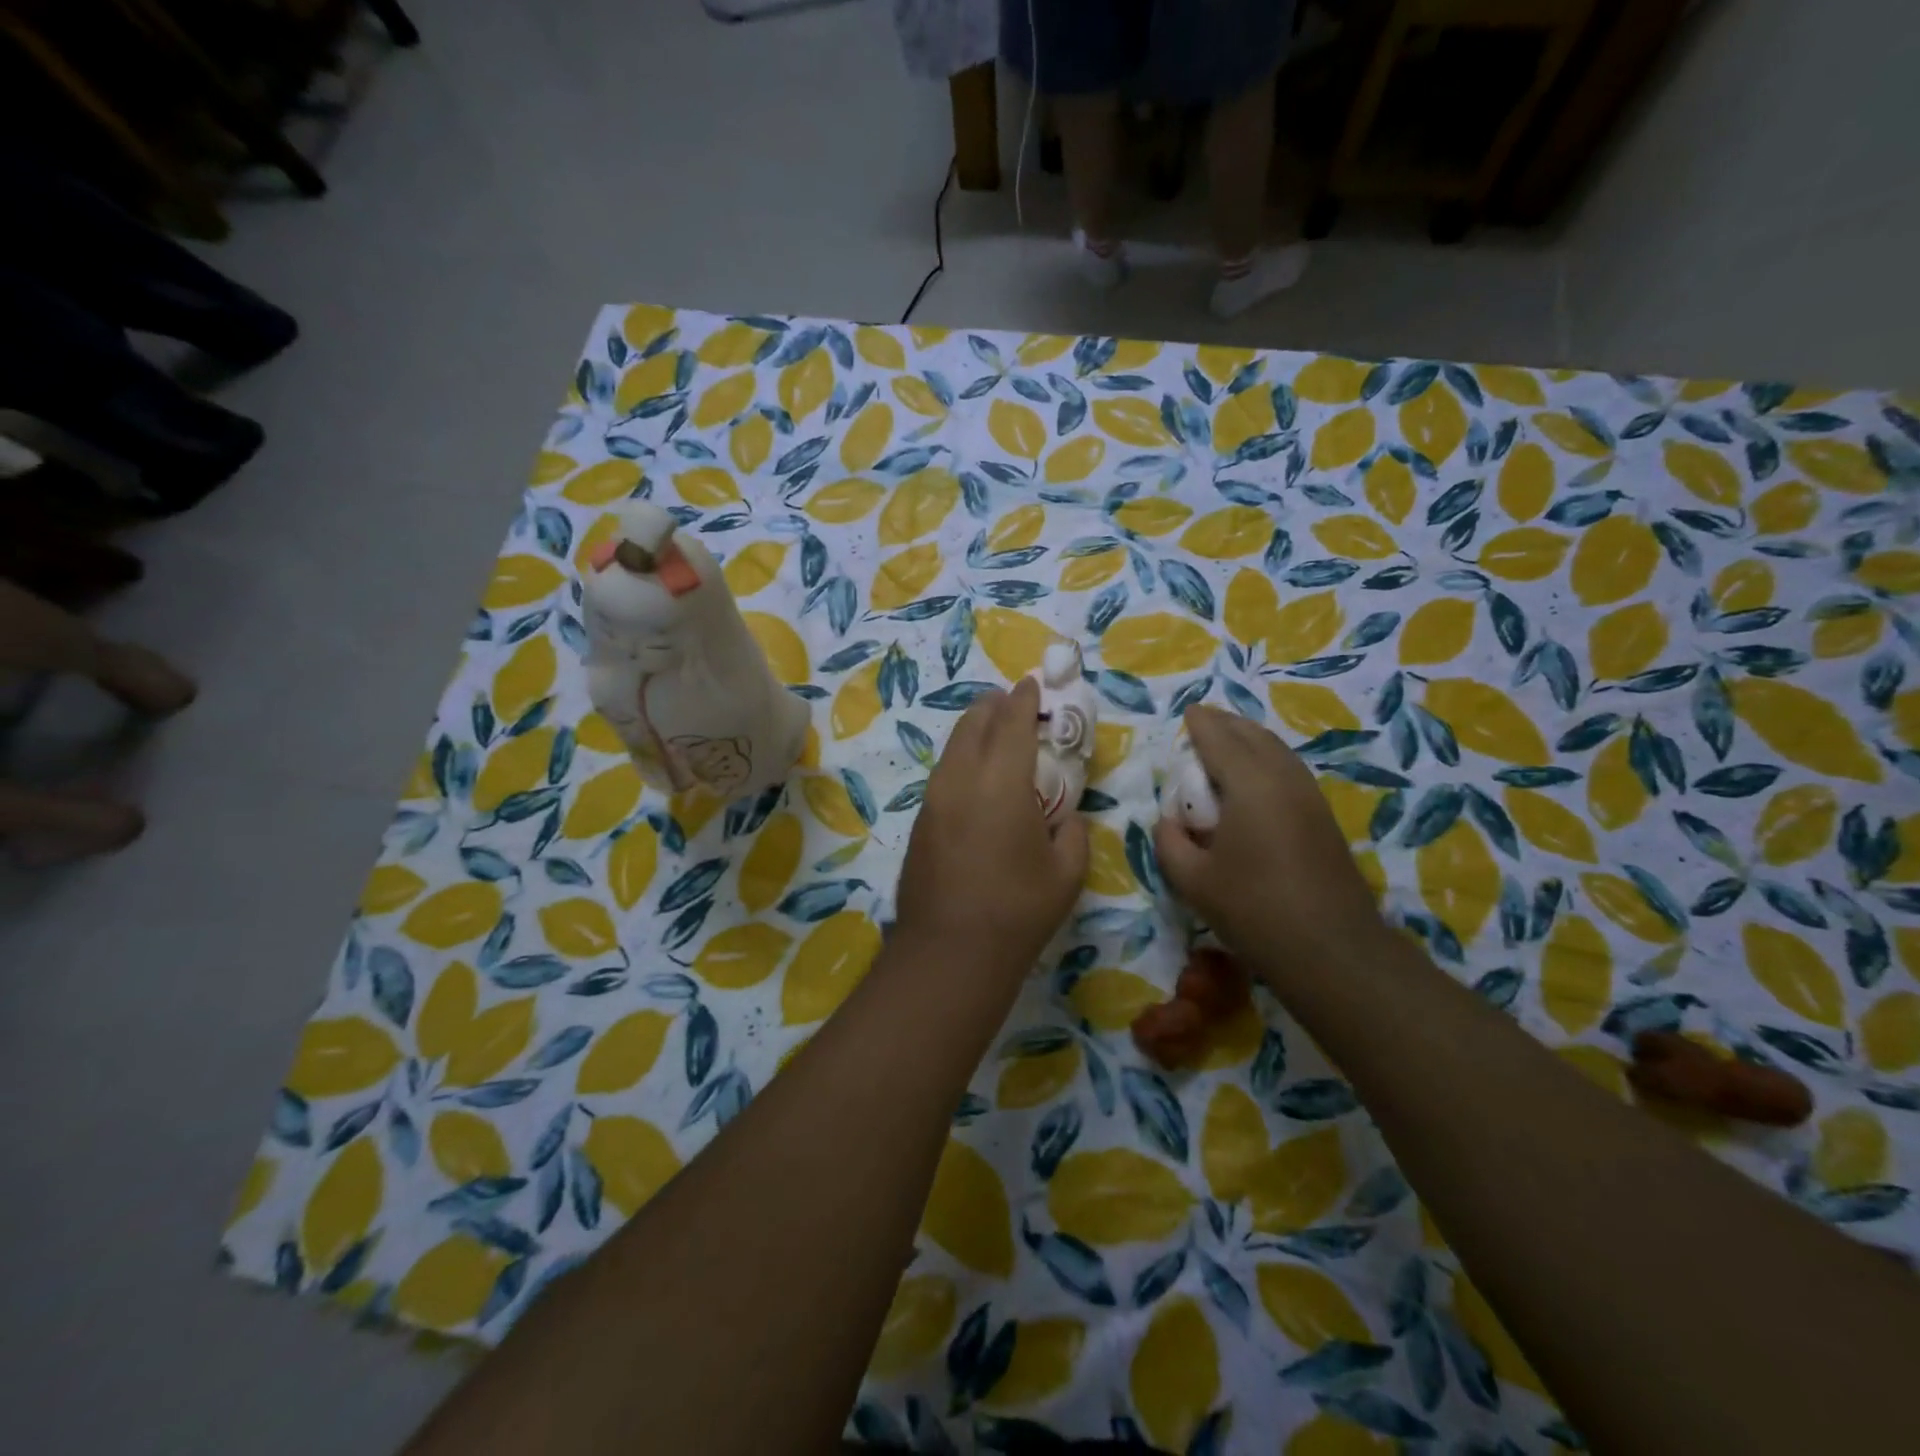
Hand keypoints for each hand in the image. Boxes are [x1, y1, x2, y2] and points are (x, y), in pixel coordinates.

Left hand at [894, 678, 1088, 985]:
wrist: (948, 952)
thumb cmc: (1017, 911)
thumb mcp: (1066, 873)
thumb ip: (1073, 834)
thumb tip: (1067, 819)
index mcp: (1001, 782)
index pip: (1012, 722)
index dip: (1024, 698)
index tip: (1033, 683)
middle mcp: (961, 779)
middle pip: (974, 723)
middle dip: (994, 705)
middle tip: (1013, 702)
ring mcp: (934, 799)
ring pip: (953, 746)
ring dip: (974, 730)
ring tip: (993, 731)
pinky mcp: (920, 820)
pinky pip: (944, 772)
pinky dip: (962, 759)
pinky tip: (975, 776)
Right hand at [1153, 706, 1386, 985]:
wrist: (1332, 949)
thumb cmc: (1254, 911)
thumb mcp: (1192, 880)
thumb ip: (1169, 842)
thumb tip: (1168, 821)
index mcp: (1250, 785)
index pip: (1219, 740)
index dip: (1201, 724)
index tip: (1187, 712)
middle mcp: (1283, 779)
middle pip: (1253, 736)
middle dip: (1226, 723)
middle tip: (1203, 720)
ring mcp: (1309, 796)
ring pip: (1277, 750)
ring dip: (1250, 738)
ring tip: (1227, 739)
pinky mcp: (1323, 817)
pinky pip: (1289, 769)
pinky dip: (1266, 757)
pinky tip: (1255, 775)